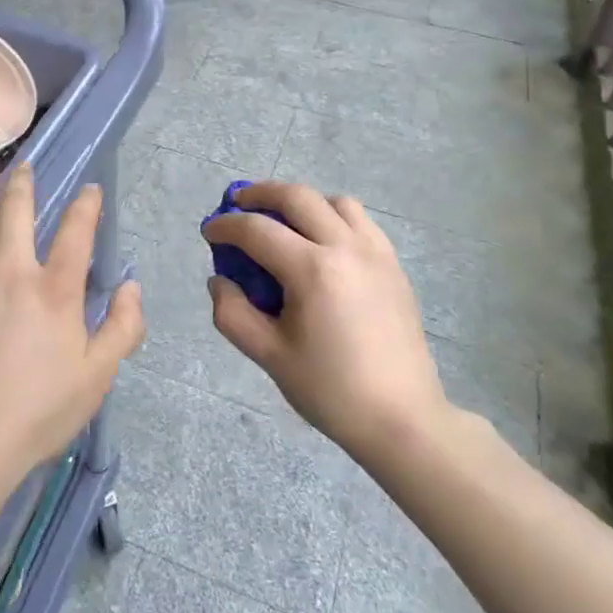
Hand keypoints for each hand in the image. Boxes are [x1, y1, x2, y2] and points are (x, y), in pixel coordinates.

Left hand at [0, 168, 143, 488]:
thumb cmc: (37, 412)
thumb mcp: (97, 377)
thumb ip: (121, 328)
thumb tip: (132, 286)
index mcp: (55, 289)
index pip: (76, 232)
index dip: (86, 205)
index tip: (89, 189)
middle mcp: (11, 270)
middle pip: (17, 213)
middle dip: (22, 185)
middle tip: (22, 166)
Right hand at [202, 181, 451, 462]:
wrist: (403, 419)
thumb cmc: (332, 391)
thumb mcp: (270, 356)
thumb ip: (233, 314)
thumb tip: (219, 281)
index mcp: (313, 271)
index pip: (257, 230)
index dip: (226, 226)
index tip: (209, 231)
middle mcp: (345, 247)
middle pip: (296, 196)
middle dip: (260, 193)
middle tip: (237, 203)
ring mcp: (375, 252)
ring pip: (333, 201)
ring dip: (301, 202)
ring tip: (283, 221)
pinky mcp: (393, 264)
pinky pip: (359, 221)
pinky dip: (333, 216)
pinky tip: (322, 243)